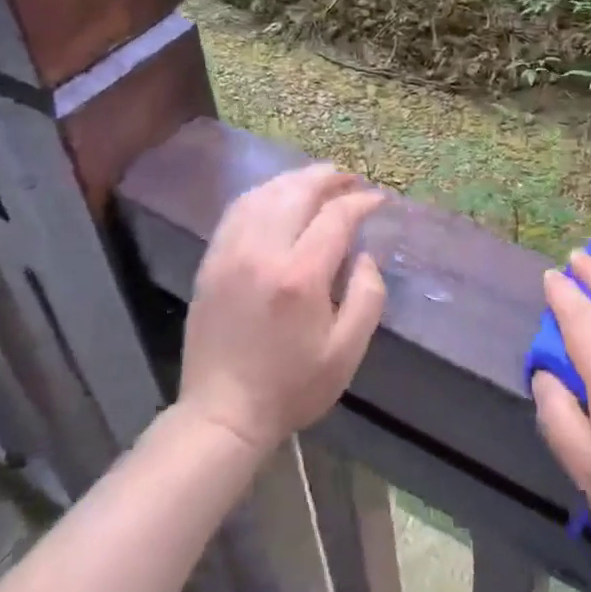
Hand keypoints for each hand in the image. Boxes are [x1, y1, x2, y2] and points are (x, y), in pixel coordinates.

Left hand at [178, 164, 386, 455]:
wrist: (223, 413)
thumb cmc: (291, 386)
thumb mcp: (346, 353)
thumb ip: (367, 297)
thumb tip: (366, 256)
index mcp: (300, 276)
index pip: (335, 217)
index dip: (360, 202)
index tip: (378, 201)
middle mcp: (263, 252)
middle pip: (297, 192)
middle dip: (329, 178)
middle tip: (351, 179)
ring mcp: (232, 252)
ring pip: (266, 193)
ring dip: (296, 180)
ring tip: (320, 180)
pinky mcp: (212, 259)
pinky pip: (238, 209)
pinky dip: (264, 193)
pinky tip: (279, 196)